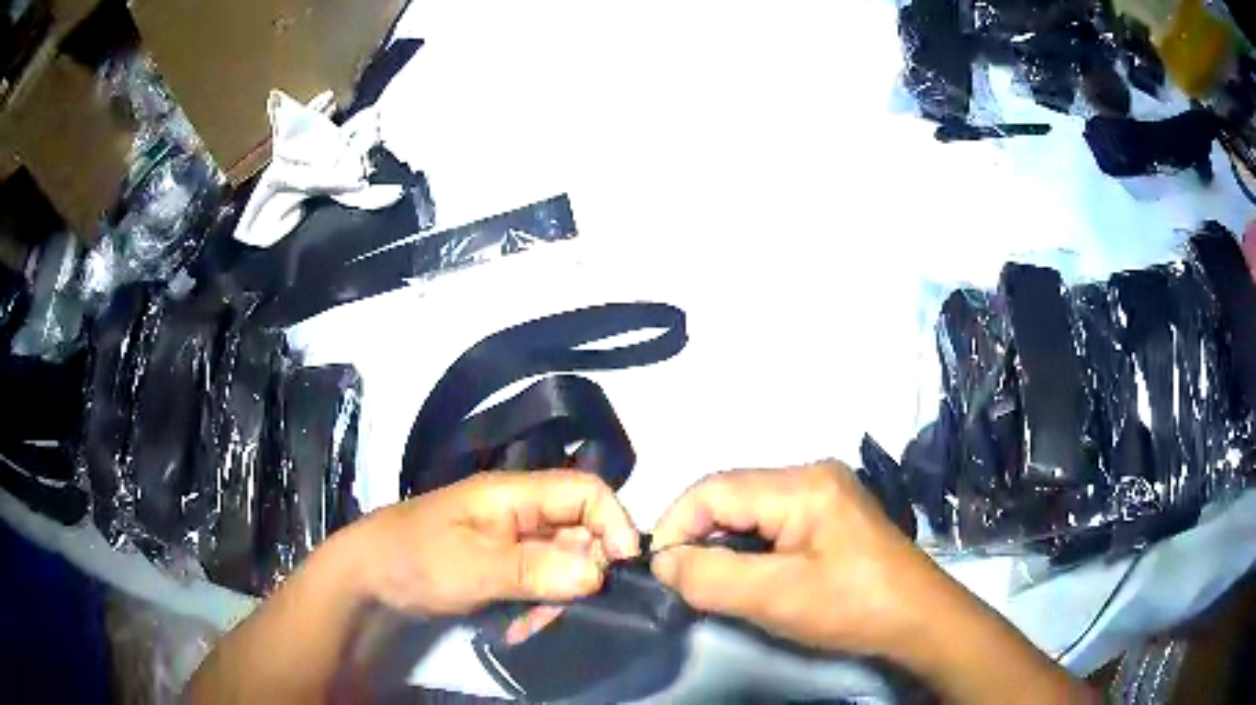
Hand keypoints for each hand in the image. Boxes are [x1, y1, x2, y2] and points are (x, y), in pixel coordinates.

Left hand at [353, 470, 639, 617]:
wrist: (367, 579)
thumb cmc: (416, 560)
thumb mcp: (473, 566)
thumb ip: (536, 569)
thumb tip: (600, 574)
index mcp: (514, 494)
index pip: (587, 491)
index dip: (614, 524)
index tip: (621, 569)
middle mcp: (520, 513)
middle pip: (580, 532)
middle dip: (582, 574)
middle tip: (558, 610)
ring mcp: (511, 542)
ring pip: (563, 564)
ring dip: (557, 599)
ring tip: (526, 625)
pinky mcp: (503, 567)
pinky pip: (541, 584)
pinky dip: (537, 607)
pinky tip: (515, 627)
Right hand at [650, 461, 941, 655]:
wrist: (918, 619)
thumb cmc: (852, 607)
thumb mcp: (776, 598)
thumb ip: (712, 578)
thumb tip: (663, 562)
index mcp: (802, 484)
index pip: (714, 489)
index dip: (676, 525)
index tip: (659, 570)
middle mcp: (811, 474)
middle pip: (732, 495)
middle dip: (699, 535)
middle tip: (684, 580)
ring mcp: (824, 492)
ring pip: (750, 509)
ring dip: (723, 542)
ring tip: (712, 580)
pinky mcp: (830, 513)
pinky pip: (772, 521)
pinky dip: (749, 546)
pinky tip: (749, 572)